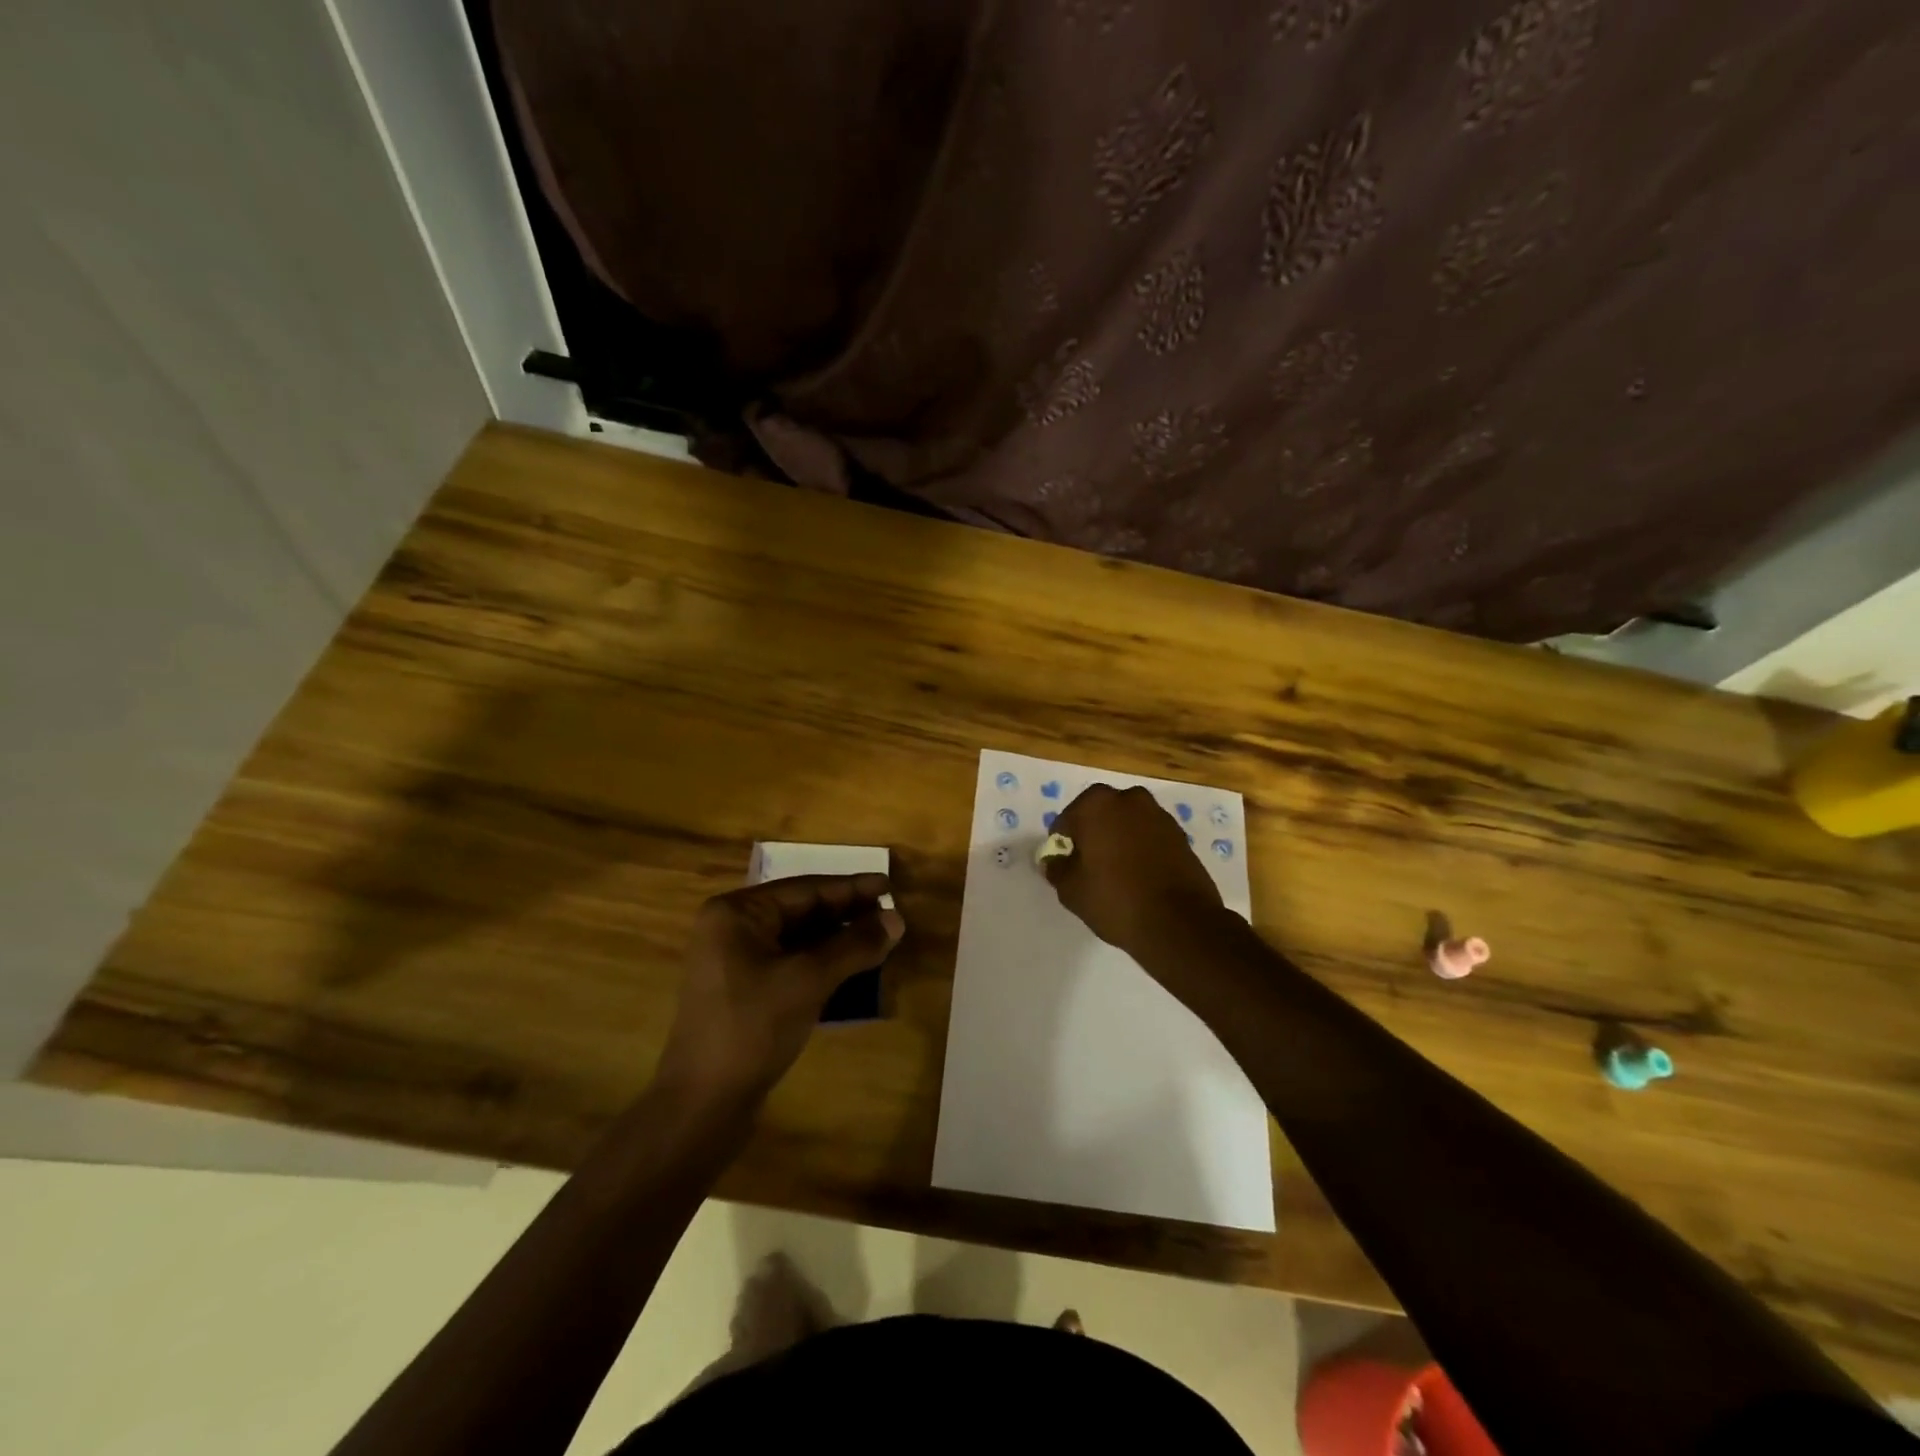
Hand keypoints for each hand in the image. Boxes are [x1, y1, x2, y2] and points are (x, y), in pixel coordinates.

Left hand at [657, 874, 904, 1103]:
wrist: (703, 1104)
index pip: (806, 889)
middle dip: (847, 914)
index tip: (890, 884)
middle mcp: (732, 928)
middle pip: (802, 911)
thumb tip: (896, 919)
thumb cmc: (752, 1028)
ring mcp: (735, 961)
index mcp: (737, 913)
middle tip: (891, 914)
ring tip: (880, 939)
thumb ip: (854, 945)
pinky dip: (822, 962)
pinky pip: (791, 963)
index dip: (852, 888)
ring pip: (798, 939)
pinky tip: (853, 968)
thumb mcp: (808, 980)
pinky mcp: (744, 991)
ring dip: (838, 940)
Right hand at [1043, 784, 1225, 957]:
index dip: (1063, 844)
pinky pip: (1149, 836)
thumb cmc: (1115, 899)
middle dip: (1093, 835)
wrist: (1179, 923)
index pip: (1067, 820)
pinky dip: (1142, 849)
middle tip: (1090, 867)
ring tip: (1117, 873)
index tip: (1066, 866)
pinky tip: (1140, 876)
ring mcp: (1159, 815)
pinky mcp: (1180, 834)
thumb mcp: (1071, 890)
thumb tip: (1053, 861)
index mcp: (1096, 804)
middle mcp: (1129, 799)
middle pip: (1099, 814)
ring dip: (1119, 839)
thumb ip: (1056, 869)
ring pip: (1127, 823)